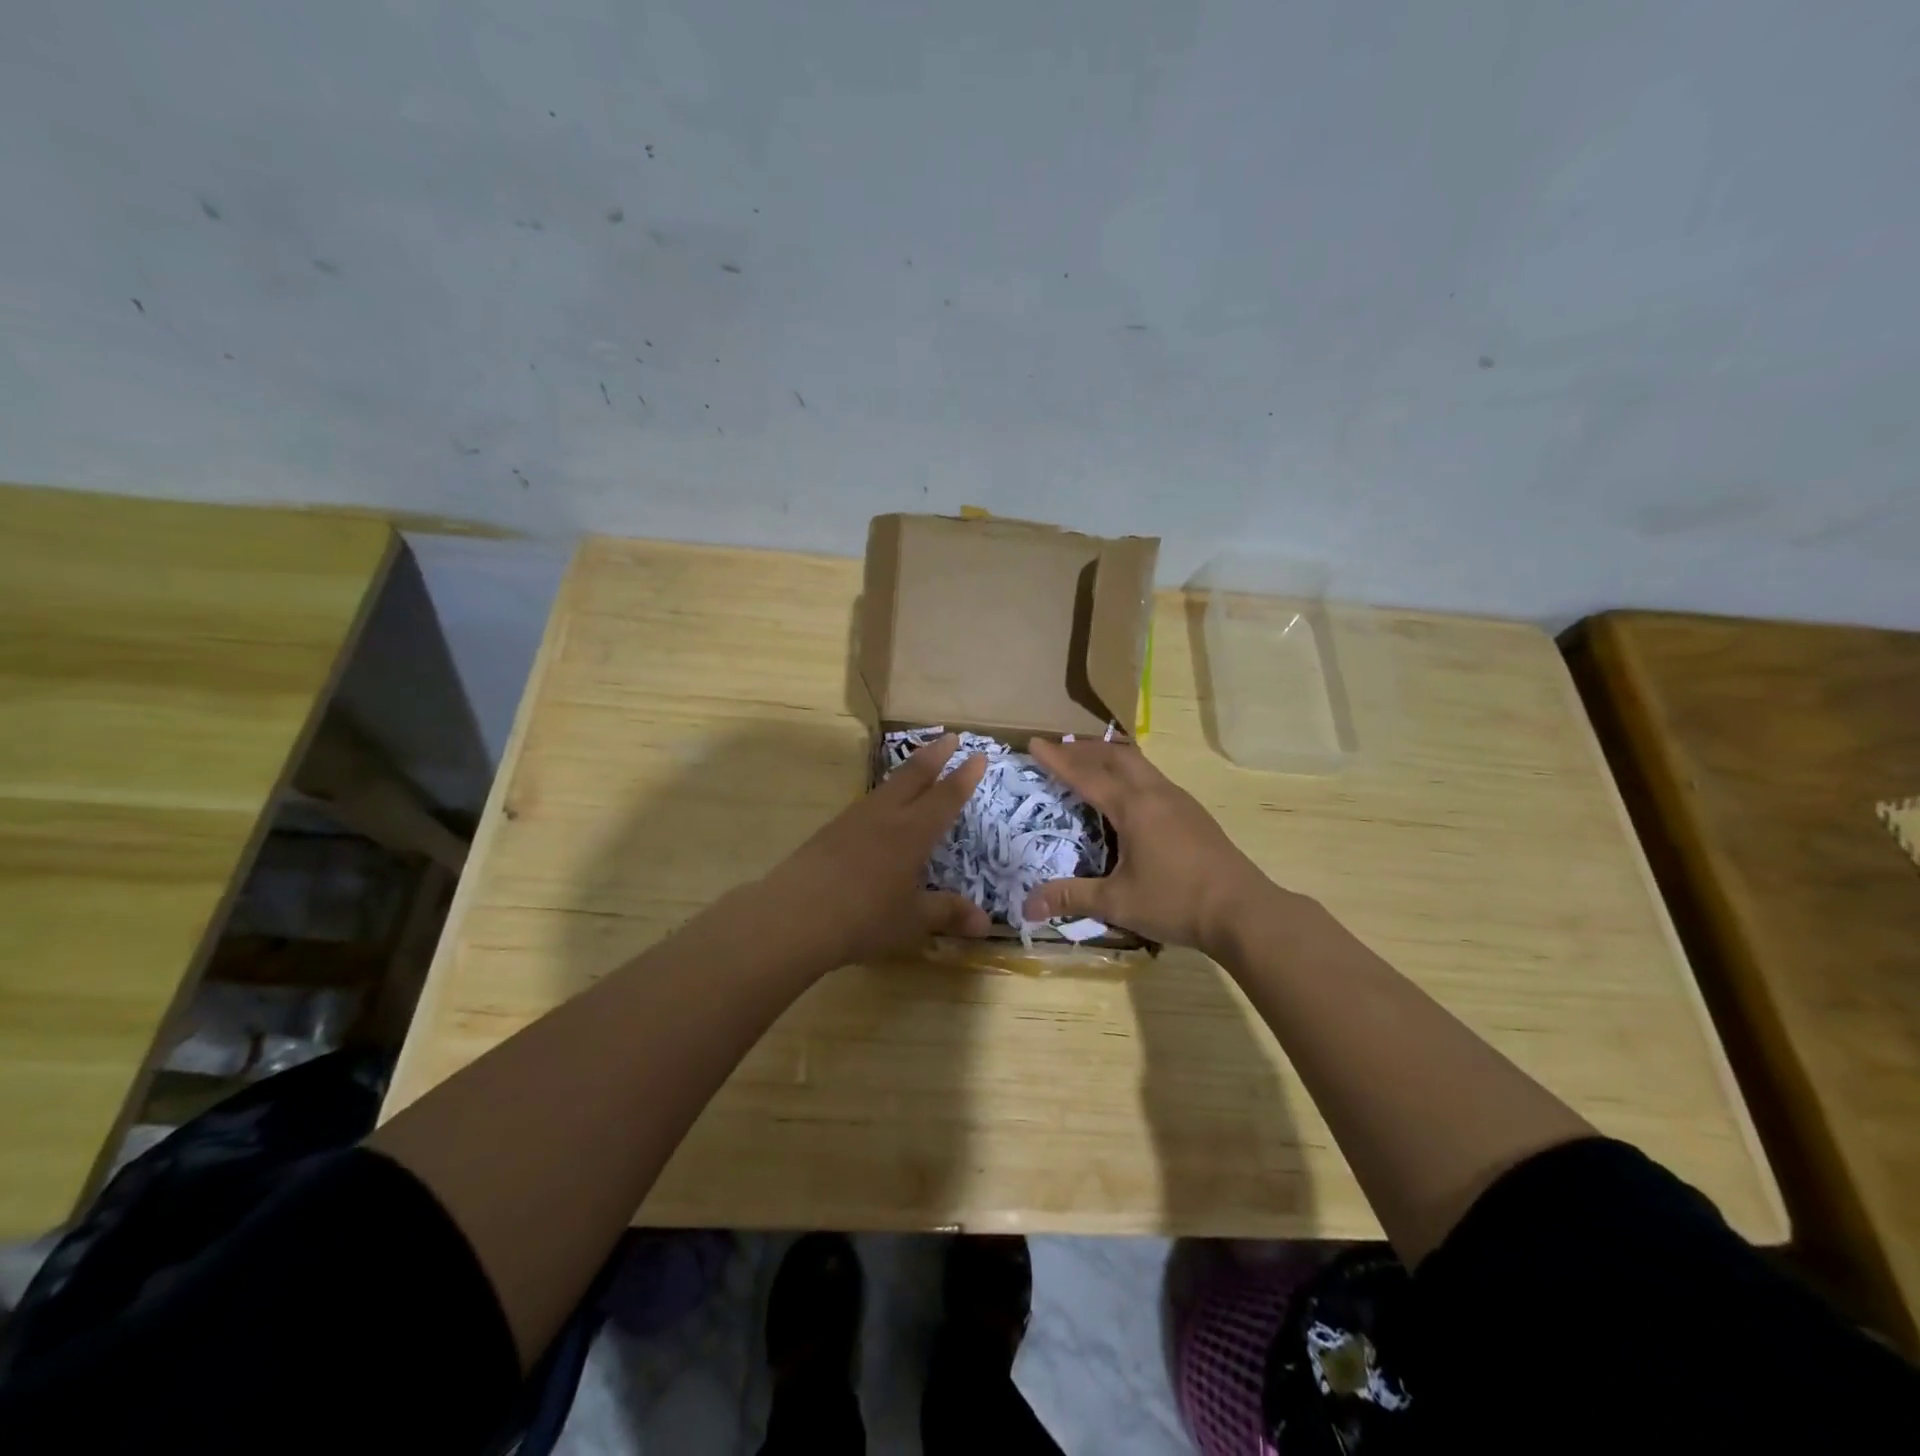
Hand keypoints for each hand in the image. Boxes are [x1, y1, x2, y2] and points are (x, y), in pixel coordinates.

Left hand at [757, 733, 991, 967]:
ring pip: (887, 786)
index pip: (945, 797)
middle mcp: (885, 816)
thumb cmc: (863, 918)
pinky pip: (867, 803)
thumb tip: (985, 924)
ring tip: (917, 766)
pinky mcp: (830, 830)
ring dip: (907, 771)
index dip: (964, 777)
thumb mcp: (911, 921)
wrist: (795, 916)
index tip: (979, 755)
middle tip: (950, 736)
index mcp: (912, 833)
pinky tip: (880, 807)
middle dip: (935, 755)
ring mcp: (854, 819)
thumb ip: (947, 914)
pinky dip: (884, 794)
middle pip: (914, 776)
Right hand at [1021, 738, 1275, 957]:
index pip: (1086, 775)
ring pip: (1139, 764)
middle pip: (1117, 755)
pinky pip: (1153, 778)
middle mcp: (1156, 794)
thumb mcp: (1118, 902)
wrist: (1243, 910)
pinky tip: (1129, 797)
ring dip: (1111, 757)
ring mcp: (1179, 801)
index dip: (1058, 759)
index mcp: (1133, 807)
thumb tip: (1027, 907)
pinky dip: (1130, 774)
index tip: (1034, 743)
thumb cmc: (1176, 902)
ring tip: (1091, 764)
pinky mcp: (1194, 814)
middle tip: (1060, 749)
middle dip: (1085, 748)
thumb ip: (1072, 898)